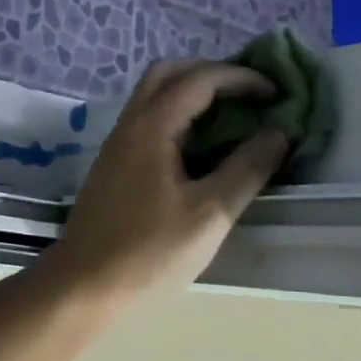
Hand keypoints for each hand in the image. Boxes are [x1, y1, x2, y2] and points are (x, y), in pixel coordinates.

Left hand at [48, 60, 290, 297]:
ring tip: (230, 116)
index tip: (274, 93)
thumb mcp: (209, 214)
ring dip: (192, 93)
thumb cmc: (149, 252)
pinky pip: (148, 119)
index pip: (199, 79)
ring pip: (154, 95)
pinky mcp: (114, 165)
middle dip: (211, 73)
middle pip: (169, 73)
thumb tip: (277, 133)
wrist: (82, 287)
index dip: (240, 78)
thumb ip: (246, 169)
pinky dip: (178, 115)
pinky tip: (199, 147)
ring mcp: (118, 143)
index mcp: (152, 126)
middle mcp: (130, 123)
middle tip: (247, 94)